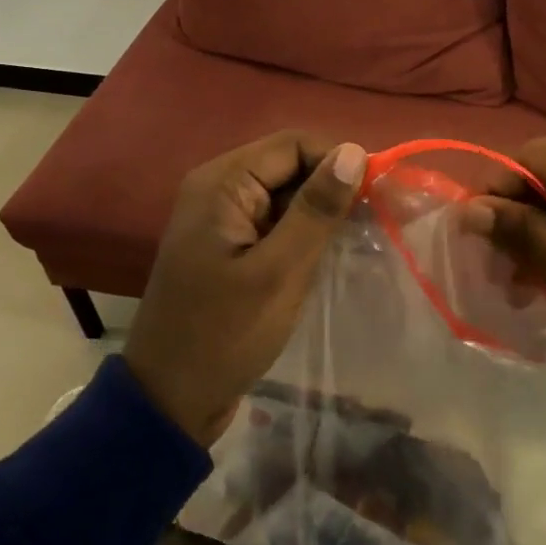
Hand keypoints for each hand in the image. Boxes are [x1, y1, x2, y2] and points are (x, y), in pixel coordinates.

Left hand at [124, 131, 367, 444]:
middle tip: (372, 223)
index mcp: (222, 183)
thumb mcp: (278, 271)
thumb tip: (354, 151)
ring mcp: (224, 217)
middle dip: (332, 187)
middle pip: (291, 164)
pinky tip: (329, 253)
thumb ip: (316, 209)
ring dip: (321, 211)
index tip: (375, 197)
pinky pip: (277, 220)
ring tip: (357, 239)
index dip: (338, 161)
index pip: (294, 144)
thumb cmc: (223, 334)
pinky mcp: (232, 243)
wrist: (170, 401)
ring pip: (288, 193)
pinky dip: (304, 231)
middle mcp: (219, 187)